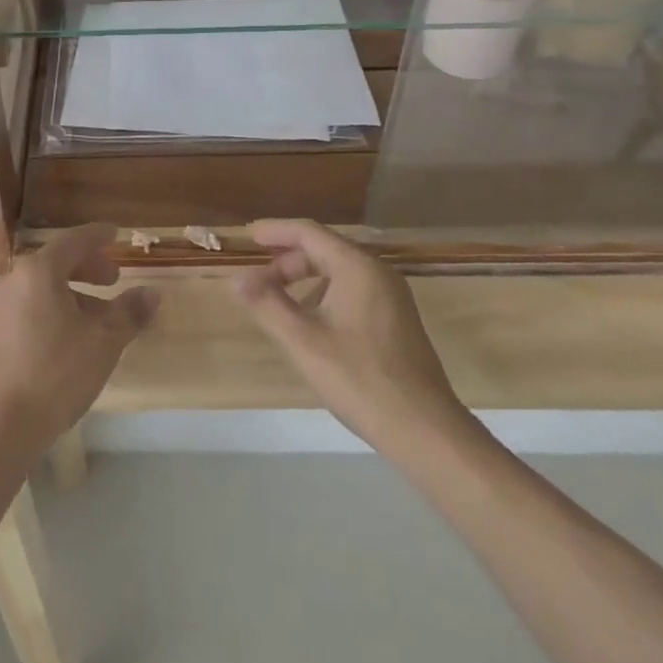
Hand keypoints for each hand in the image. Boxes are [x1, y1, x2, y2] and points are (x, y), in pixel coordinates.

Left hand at [0, 224, 158, 464]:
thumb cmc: (55, 372)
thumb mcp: (103, 341)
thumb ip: (129, 312)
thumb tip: (151, 293)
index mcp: (38, 270)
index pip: (74, 240)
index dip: (98, 237)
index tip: (116, 233)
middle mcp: (14, 279)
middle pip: (56, 262)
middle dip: (88, 267)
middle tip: (114, 278)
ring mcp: (0, 307)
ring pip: (44, 287)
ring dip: (74, 293)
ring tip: (100, 316)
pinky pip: (32, 306)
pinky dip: (56, 309)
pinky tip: (74, 337)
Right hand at [234, 219, 468, 455]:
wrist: (426, 431)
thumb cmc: (360, 379)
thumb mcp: (304, 341)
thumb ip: (267, 304)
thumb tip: (236, 278)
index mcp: (357, 267)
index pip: (309, 232)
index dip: (275, 231)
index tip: (248, 235)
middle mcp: (378, 272)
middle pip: (324, 250)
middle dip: (287, 262)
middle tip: (258, 281)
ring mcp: (392, 297)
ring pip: (339, 272)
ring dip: (305, 280)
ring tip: (279, 304)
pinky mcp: (398, 321)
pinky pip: (353, 291)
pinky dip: (325, 295)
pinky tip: (313, 325)